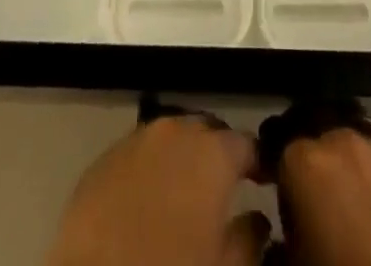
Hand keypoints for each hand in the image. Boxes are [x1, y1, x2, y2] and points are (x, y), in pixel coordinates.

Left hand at [45, 112, 268, 265]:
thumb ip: (249, 239)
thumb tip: (259, 221)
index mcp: (212, 152)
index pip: (247, 143)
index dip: (259, 162)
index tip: (265, 182)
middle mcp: (176, 130)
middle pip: (207, 132)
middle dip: (219, 154)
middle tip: (225, 187)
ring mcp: (137, 139)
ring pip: (171, 138)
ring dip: (183, 158)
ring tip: (187, 192)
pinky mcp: (105, 157)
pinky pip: (140, 153)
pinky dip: (152, 169)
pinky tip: (150, 198)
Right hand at [270, 114, 370, 265]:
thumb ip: (278, 248)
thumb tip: (279, 243)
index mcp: (306, 161)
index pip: (277, 147)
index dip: (274, 169)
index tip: (275, 190)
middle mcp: (344, 141)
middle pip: (318, 134)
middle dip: (312, 158)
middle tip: (313, 195)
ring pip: (355, 145)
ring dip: (347, 165)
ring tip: (350, 204)